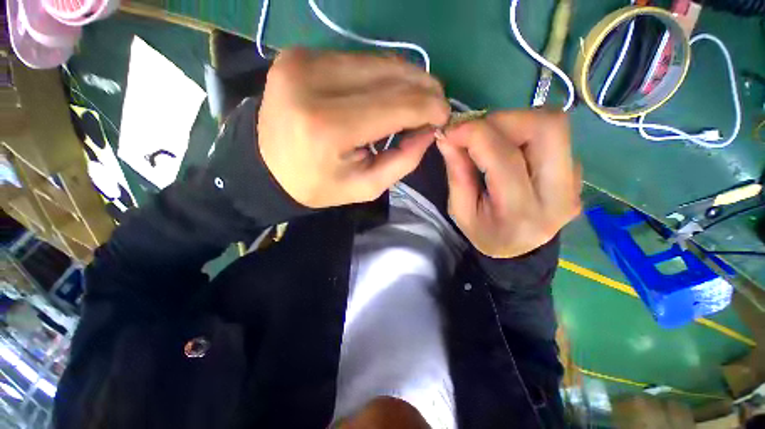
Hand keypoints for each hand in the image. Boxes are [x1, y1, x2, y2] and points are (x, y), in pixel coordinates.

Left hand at [258, 48, 449, 207]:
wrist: (267, 167)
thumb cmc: (319, 185)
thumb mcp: (366, 186)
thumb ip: (404, 160)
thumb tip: (430, 129)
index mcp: (330, 127)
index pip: (398, 104)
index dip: (430, 107)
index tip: (444, 117)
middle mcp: (314, 83)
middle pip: (391, 74)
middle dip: (424, 89)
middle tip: (435, 107)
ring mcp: (304, 61)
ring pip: (378, 61)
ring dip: (405, 80)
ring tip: (414, 101)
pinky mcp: (301, 54)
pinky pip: (358, 59)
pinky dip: (380, 76)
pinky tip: (385, 94)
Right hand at [437, 111, 580, 257]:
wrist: (520, 251)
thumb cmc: (485, 233)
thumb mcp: (460, 211)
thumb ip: (456, 173)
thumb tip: (447, 136)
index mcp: (520, 212)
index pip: (504, 158)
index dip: (474, 134)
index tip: (450, 129)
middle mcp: (558, 194)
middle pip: (546, 128)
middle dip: (503, 119)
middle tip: (476, 131)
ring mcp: (575, 181)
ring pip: (554, 124)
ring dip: (514, 122)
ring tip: (489, 138)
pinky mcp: (577, 171)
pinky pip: (553, 135)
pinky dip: (524, 131)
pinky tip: (507, 148)